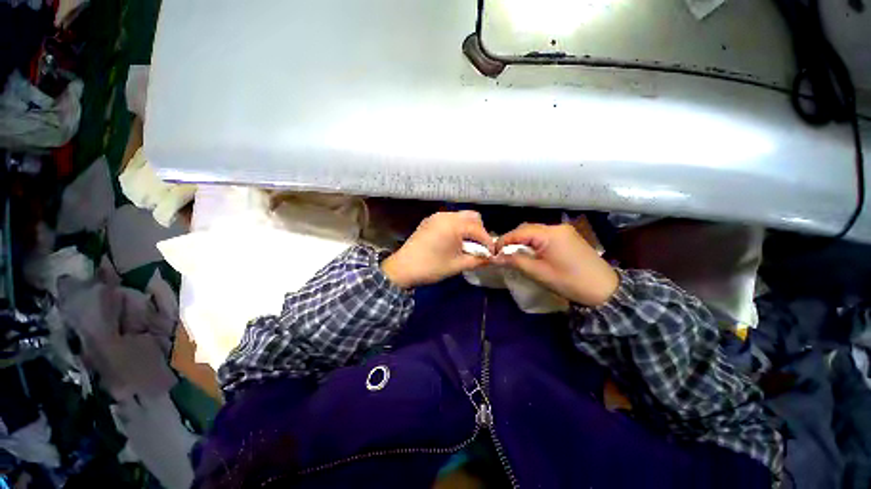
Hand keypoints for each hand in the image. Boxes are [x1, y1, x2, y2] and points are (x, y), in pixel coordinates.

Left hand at [382, 211, 493, 288]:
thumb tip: (491, 259)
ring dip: (468, 228)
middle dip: (479, 231)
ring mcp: (436, 216)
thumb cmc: (431, 267)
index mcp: (453, 225)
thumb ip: (477, 260)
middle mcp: (446, 215)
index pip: (478, 229)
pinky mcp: (430, 220)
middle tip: (479, 247)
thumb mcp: (457, 265)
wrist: (403, 267)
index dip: (487, 242)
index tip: (491, 253)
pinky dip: (457, 227)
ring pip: (460, 216)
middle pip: (472, 217)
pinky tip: (453, 241)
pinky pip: (449, 219)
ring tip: (466, 245)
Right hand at [494, 223, 618, 305]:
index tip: (493, 253)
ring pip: (536, 232)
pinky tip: (531, 253)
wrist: (605, 290)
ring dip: (523, 241)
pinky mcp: (569, 237)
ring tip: (515, 255)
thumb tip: (495, 256)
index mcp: (549, 234)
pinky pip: (545, 236)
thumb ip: (515, 261)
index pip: (519, 232)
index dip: (503, 241)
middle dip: (512, 240)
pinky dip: (534, 243)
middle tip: (503, 254)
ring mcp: (565, 231)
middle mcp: (556, 227)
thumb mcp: (538, 272)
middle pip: (527, 229)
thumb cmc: (569, 281)